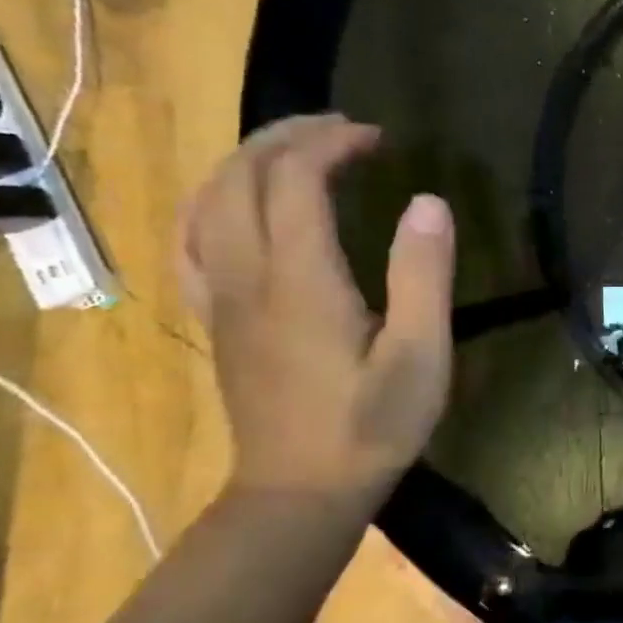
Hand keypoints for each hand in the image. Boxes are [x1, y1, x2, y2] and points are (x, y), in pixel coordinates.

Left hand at [180, 115, 454, 506]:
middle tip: (344, 129)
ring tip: (298, 150)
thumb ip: (423, 276)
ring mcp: (222, 297)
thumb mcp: (420, 356)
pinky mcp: (217, 318)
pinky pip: (193, 238)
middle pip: (242, 176)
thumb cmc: (372, 425)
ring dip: (250, 160)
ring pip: (209, 201)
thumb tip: (429, 201)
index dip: (333, 143)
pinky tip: (240, 203)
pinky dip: (215, 200)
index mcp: (301, 280)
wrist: (299, 492)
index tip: (379, 137)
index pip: (296, 179)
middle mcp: (247, 275)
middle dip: (289, 136)